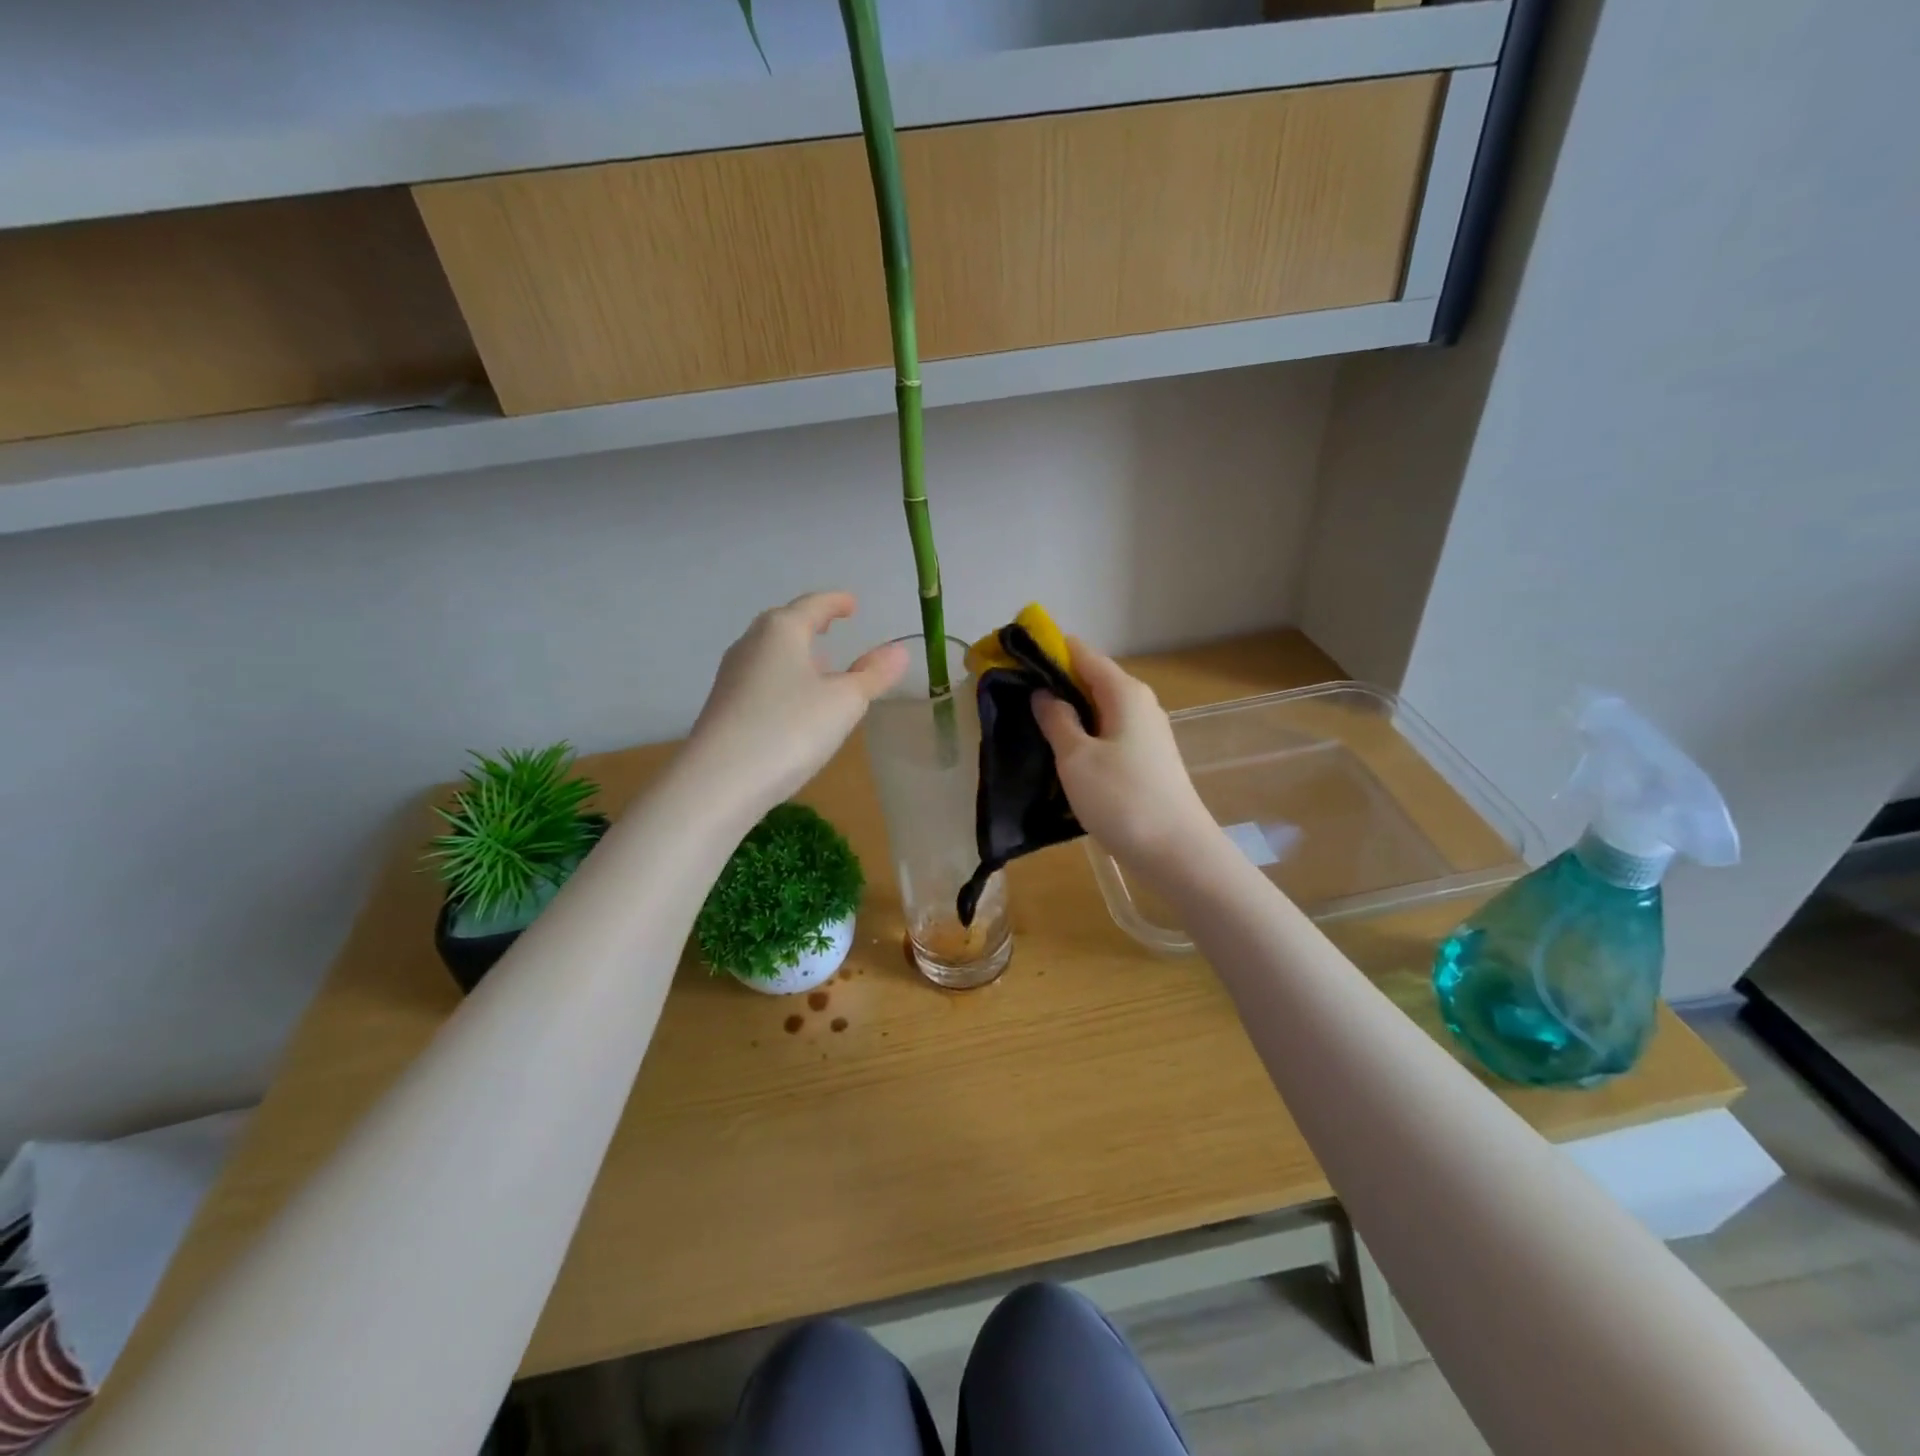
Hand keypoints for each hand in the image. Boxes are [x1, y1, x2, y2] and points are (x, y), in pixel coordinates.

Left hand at [687, 592, 906, 812]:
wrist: (719, 781)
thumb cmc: (790, 729)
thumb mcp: (845, 702)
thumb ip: (873, 674)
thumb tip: (899, 650)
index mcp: (782, 630)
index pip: (813, 605)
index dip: (836, 602)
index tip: (852, 603)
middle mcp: (752, 644)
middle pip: (784, 624)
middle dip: (810, 624)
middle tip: (831, 625)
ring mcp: (732, 675)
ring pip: (770, 653)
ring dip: (796, 654)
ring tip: (819, 666)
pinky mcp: (724, 706)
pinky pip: (761, 679)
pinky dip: (783, 678)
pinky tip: (794, 703)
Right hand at [1033, 641, 1215, 875]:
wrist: (1177, 852)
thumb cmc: (1122, 799)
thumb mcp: (1076, 758)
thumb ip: (1056, 720)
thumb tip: (1043, 693)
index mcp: (1124, 691)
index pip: (1080, 652)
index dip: (1046, 651)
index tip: (1011, 660)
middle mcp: (1139, 702)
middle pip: (1090, 678)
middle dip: (1053, 684)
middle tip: (1013, 700)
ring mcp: (1146, 731)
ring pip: (1098, 708)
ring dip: (1067, 713)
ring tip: (1030, 728)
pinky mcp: (1146, 758)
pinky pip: (1107, 732)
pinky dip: (1083, 735)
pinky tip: (1062, 755)